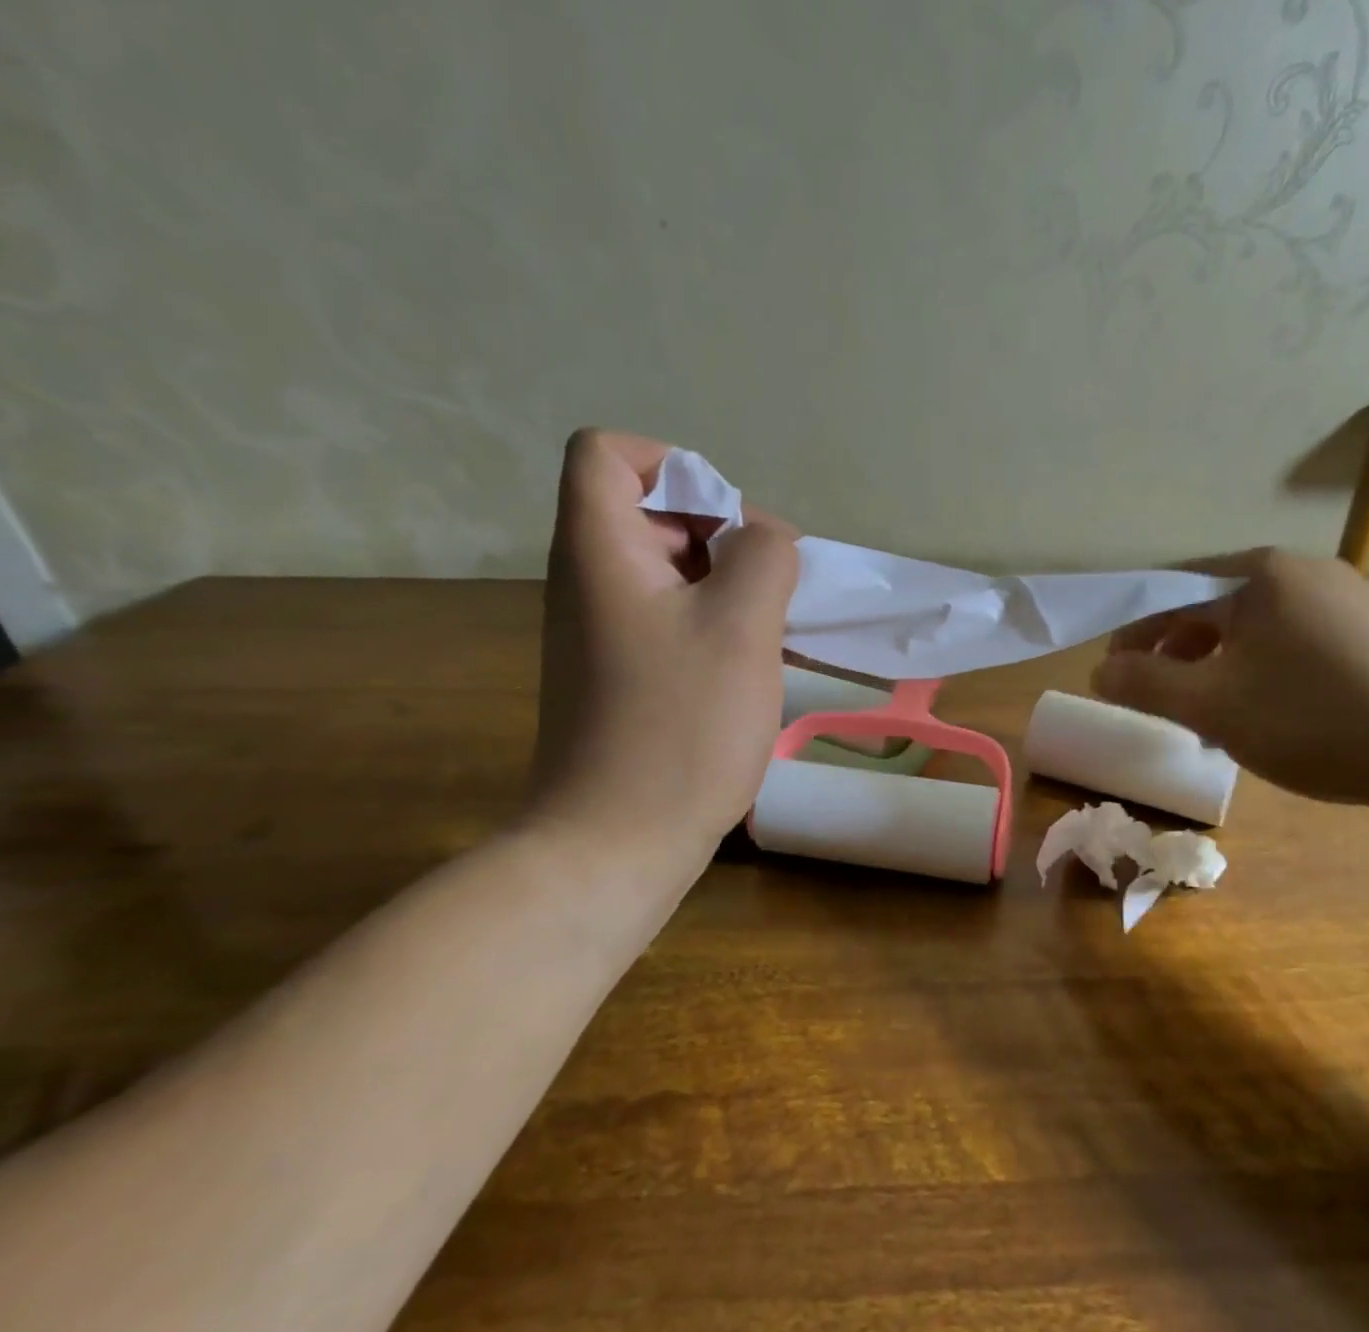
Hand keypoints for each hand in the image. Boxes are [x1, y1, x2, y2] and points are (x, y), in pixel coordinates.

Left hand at [525, 429, 798, 859]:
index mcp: (600, 550)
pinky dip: (719, 627)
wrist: (619, 842)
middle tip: (774, 588)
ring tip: (777, 630)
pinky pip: (675, 623)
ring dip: (732, 587)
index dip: (675, 466)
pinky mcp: (625, 678)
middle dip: (724, 535)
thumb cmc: (680, 727)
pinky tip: (759, 666)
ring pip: (673, 573)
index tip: (732, 525)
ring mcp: (605, 635)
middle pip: (652, 513)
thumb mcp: (741, 626)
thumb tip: (764, 541)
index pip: (608, 454)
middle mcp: (590, 582)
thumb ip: (764, 557)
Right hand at [1092, 550, 1368, 810]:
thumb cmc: (1316, 717)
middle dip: (1174, 654)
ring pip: (1254, 630)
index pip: (1170, 590)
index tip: (1112, 674)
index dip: (1132, 632)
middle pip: (1213, 608)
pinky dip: (1261, 675)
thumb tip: (1101, 670)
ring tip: (1208, 717)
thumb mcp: (1213, 705)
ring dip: (1216, 668)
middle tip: (1156, 700)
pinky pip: (1294, 645)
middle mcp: (1303, 572)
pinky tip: (1268, 716)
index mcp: (1259, 574)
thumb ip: (1145, 684)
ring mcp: (1348, 600)